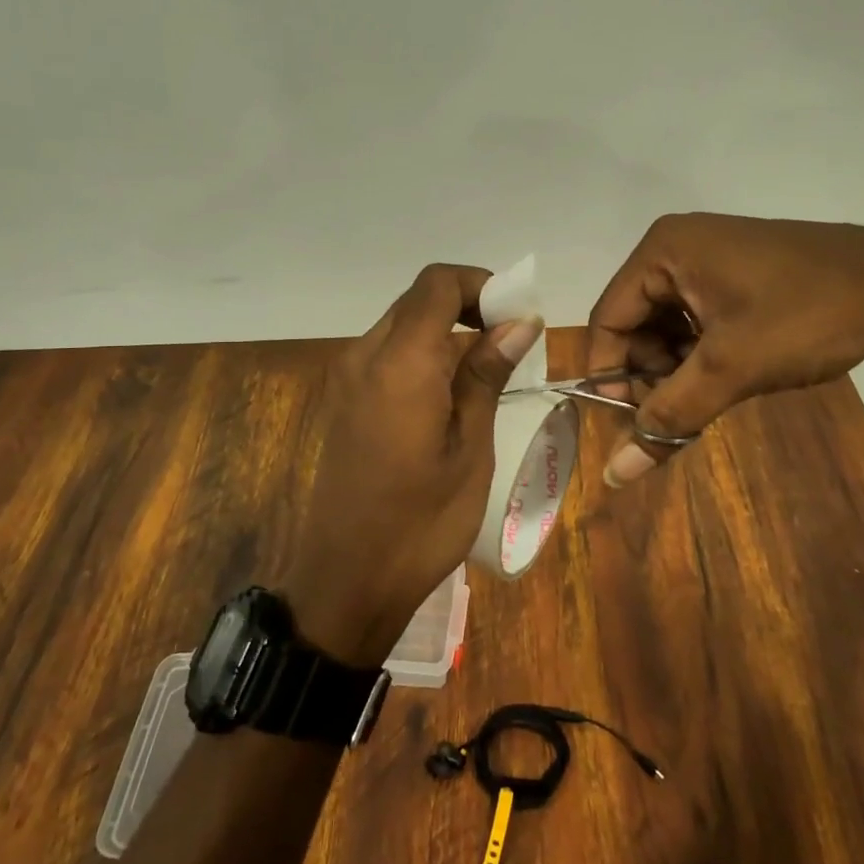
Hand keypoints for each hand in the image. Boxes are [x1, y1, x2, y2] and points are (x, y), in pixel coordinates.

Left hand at [282, 264, 543, 663]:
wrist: (347, 579)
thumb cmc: (422, 520)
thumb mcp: (471, 447)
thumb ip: (487, 374)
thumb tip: (519, 321)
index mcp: (399, 363)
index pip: (437, 283)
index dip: (480, 284)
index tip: (515, 316)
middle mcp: (364, 356)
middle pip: (418, 300)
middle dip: (467, 306)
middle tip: (510, 343)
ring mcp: (347, 378)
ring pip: (401, 326)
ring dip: (445, 333)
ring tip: (486, 373)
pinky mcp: (343, 401)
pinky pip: (386, 356)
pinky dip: (422, 356)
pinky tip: (448, 397)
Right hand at [587, 214, 863, 485]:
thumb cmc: (807, 317)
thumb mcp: (730, 369)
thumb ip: (668, 418)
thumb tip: (613, 474)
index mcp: (662, 251)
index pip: (608, 320)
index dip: (609, 376)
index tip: (630, 423)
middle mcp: (677, 246)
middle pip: (635, 323)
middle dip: (649, 375)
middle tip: (676, 415)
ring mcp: (709, 256)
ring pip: (666, 325)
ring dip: (676, 369)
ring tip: (706, 398)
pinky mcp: (737, 272)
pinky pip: (696, 317)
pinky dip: (700, 353)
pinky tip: (725, 377)